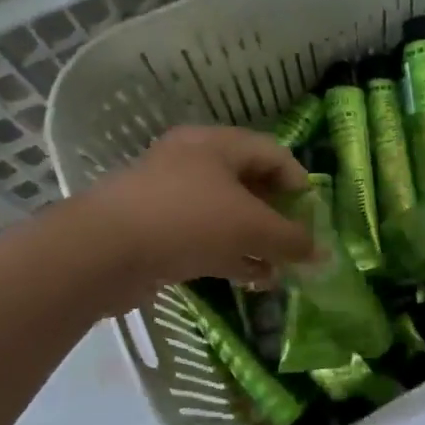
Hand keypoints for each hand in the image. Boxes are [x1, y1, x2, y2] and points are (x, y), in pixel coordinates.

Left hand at [63, 126, 315, 289]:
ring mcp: (170, 196)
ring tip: (280, 269)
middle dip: (278, 216)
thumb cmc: (187, 221)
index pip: (272, 152)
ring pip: (226, 214)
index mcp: (216, 144)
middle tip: (297, 243)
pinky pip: (204, 236)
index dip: (299, 182)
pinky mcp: (155, 229)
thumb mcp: (251, 228)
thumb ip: (292, 240)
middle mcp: (192, 162)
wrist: (101, 253)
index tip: (313, 215)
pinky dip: (230, 254)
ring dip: (256, 240)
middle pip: (249, 183)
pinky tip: (252, 280)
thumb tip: (322, 255)